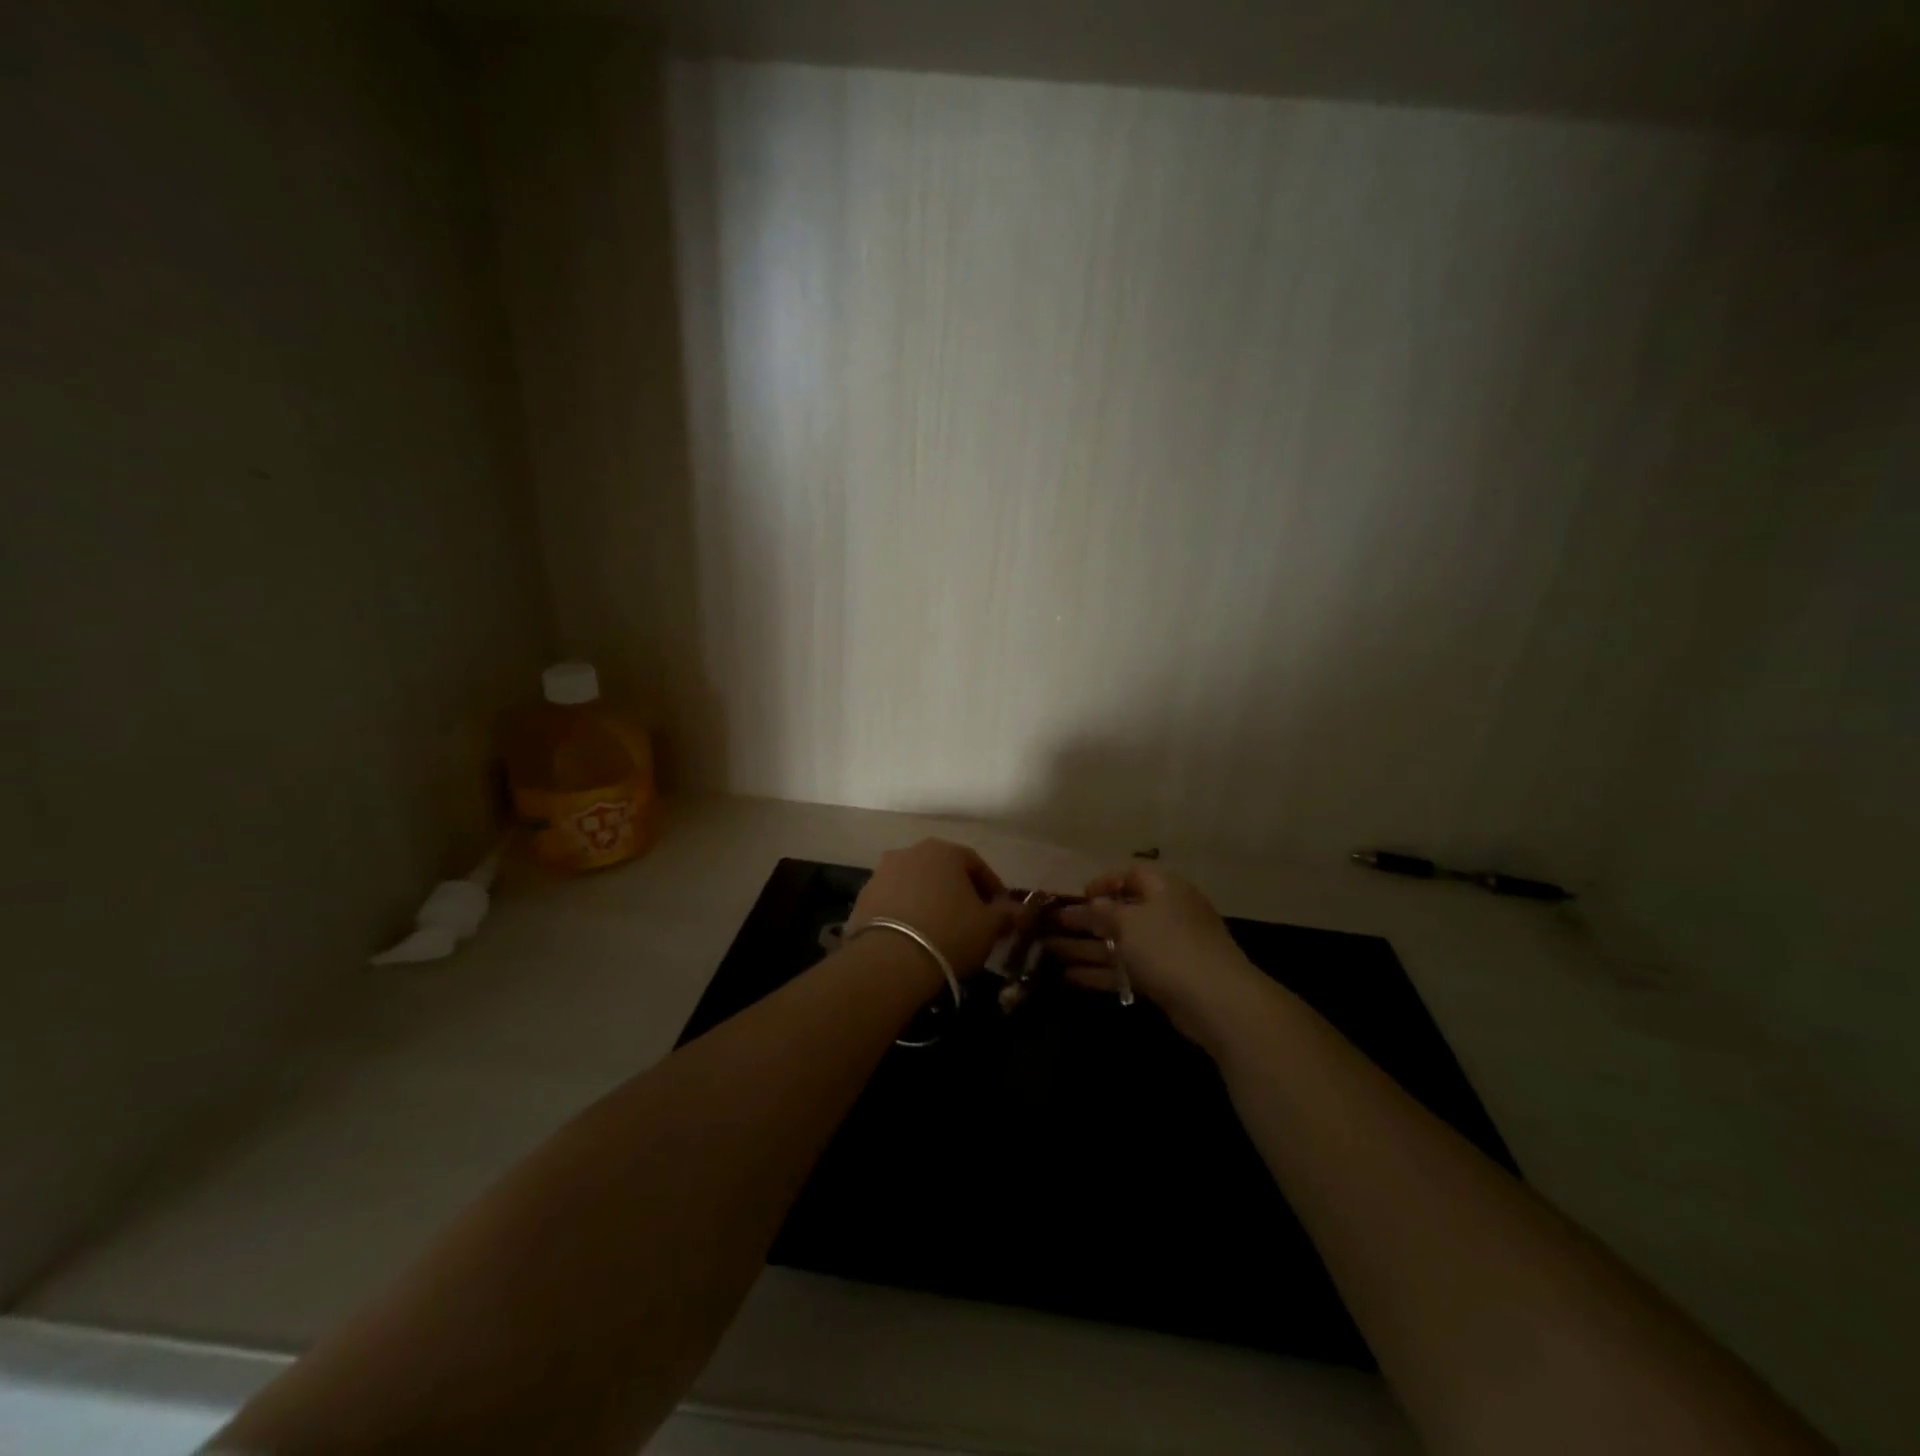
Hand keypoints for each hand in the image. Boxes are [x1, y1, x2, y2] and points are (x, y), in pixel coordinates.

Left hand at [848, 839, 1018, 976]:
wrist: (889, 960)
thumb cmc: (949, 933)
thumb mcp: (988, 926)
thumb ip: (1006, 914)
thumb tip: (1020, 911)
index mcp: (944, 851)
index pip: (976, 864)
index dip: (992, 888)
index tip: (1000, 910)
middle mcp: (910, 852)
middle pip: (943, 871)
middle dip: (959, 892)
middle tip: (972, 919)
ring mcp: (882, 873)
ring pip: (916, 884)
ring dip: (930, 901)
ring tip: (941, 930)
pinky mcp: (862, 897)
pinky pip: (894, 901)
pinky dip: (907, 913)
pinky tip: (914, 937)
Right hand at [1047, 863, 1264, 1047]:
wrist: (1217, 1001)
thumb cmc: (1169, 947)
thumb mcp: (1129, 922)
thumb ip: (1104, 911)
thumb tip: (1092, 904)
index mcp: (1164, 888)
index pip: (1131, 874)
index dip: (1104, 882)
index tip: (1078, 896)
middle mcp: (1167, 914)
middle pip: (1121, 911)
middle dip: (1086, 919)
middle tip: (1052, 924)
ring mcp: (1167, 949)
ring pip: (1119, 943)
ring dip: (1086, 947)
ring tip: (1050, 951)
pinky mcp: (1165, 979)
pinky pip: (1126, 969)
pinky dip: (1101, 972)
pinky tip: (1070, 977)